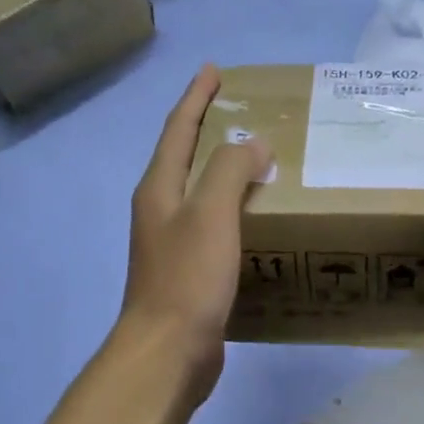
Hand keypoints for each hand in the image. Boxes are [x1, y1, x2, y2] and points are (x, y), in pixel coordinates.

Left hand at [120, 65, 272, 402]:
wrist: (168, 352)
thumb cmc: (187, 278)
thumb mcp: (210, 213)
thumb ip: (229, 169)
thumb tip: (253, 143)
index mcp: (159, 189)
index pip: (178, 130)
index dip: (195, 98)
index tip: (214, 70)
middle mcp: (161, 210)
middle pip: (186, 158)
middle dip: (211, 130)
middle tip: (248, 112)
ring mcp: (174, 243)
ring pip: (203, 194)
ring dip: (227, 172)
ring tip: (263, 161)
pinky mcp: (191, 272)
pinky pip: (217, 227)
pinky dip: (237, 211)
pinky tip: (262, 219)